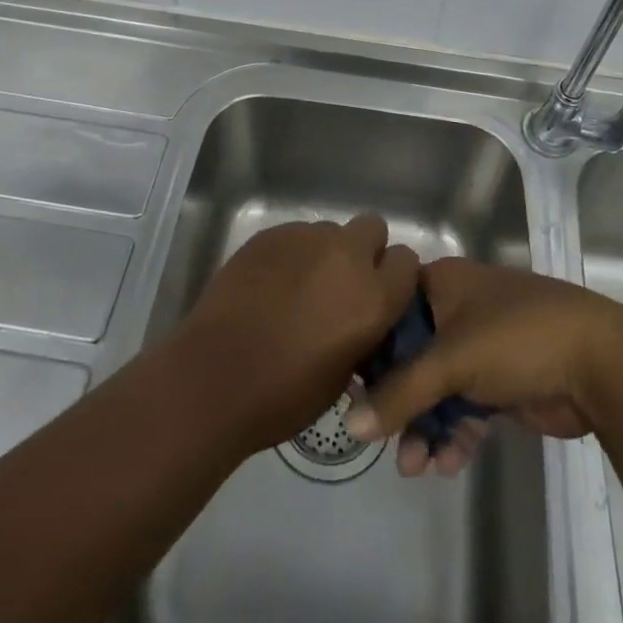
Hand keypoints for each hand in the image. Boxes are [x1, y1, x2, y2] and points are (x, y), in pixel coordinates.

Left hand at [175, 213, 419, 453]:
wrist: (216, 376)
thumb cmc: (284, 395)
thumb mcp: (343, 376)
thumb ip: (363, 335)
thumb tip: (361, 321)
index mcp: (373, 296)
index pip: (406, 261)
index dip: (393, 277)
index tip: (379, 295)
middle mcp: (346, 256)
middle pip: (372, 228)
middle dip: (364, 250)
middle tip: (342, 284)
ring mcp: (306, 238)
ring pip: (331, 230)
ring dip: (325, 253)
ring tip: (299, 287)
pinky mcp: (271, 234)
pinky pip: (295, 235)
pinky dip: (291, 255)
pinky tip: (270, 284)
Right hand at [345, 258, 622, 476]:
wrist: (598, 362)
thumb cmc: (515, 337)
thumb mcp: (451, 360)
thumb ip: (401, 392)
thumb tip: (350, 426)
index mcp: (442, 283)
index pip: (390, 307)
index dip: (369, 344)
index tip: (348, 383)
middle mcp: (457, 309)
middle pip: (411, 354)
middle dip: (397, 399)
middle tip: (381, 438)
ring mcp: (481, 347)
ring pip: (437, 387)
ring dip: (424, 426)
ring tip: (415, 467)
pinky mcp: (502, 383)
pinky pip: (464, 409)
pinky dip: (453, 434)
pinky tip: (446, 465)